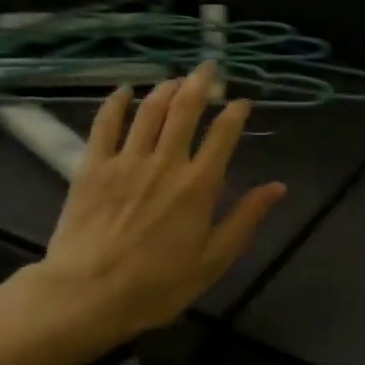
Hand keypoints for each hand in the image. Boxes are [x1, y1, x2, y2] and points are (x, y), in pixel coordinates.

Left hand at [24, 64, 285, 361]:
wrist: (86, 296)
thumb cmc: (157, 285)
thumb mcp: (213, 260)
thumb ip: (245, 219)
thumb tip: (278, 187)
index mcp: (199, 185)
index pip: (224, 134)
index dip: (236, 112)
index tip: (242, 102)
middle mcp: (166, 162)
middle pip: (186, 109)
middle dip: (201, 83)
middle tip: (210, 68)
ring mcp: (126, 161)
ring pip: (150, 110)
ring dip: (166, 88)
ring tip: (177, 78)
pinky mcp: (92, 167)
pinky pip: (104, 125)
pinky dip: (116, 103)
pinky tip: (124, 90)